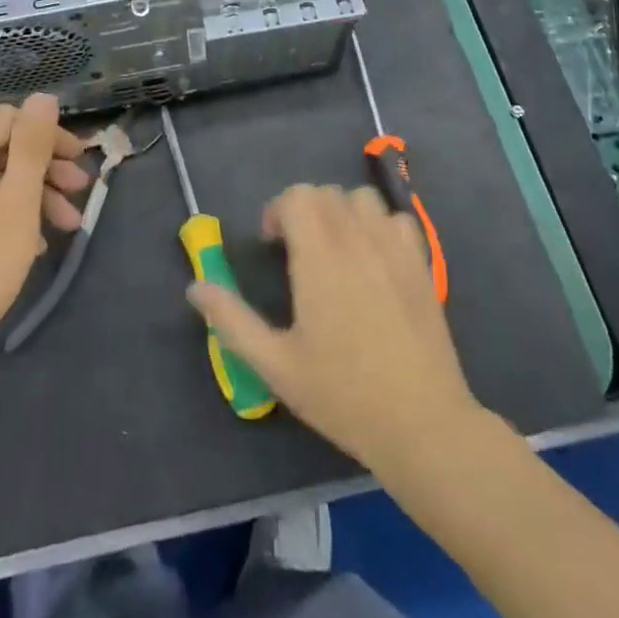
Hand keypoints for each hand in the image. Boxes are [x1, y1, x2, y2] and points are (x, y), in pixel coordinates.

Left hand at [0, 95, 89, 367]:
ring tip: (70, 225)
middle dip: (47, 167)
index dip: (48, 134)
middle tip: (83, 190)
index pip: (8, 119)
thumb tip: (43, 97)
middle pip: (3, 148)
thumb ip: (32, 144)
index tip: (80, 160)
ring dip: (36, 194)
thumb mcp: (18, 200)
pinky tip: (38, 242)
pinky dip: (14, 213)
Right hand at [188, 184, 478, 474]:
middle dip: (305, 210)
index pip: (297, 196)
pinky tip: (375, 259)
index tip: (273, 244)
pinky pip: (397, 220)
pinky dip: (380, 226)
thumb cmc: (343, 395)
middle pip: (326, 192)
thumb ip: (232, 321)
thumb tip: (196, 287)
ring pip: (362, 199)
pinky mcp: (422, 265)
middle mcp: (357, 240)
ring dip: (342, 212)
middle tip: (298, 251)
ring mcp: (394, 250)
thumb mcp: (275, 365)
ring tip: (336, 249)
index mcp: (320, 258)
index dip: (278, 211)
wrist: (423, 425)